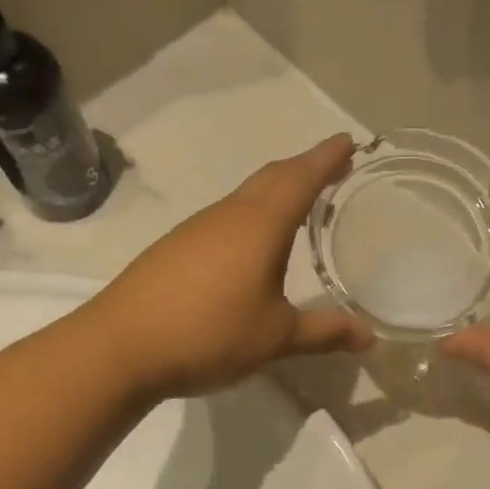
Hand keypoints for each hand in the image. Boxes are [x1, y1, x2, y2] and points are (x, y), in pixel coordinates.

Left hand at [92, 136, 374, 398]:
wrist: (120, 347)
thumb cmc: (209, 334)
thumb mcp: (276, 338)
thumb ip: (324, 333)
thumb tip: (369, 337)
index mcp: (259, 225)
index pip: (300, 178)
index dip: (327, 158)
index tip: (349, 141)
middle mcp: (227, 215)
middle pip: (271, 177)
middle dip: (305, 168)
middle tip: (333, 167)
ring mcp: (196, 229)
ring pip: (245, 197)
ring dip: (276, 191)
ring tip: (300, 205)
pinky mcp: (174, 248)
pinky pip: (224, 219)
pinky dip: (250, 217)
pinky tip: (252, 245)